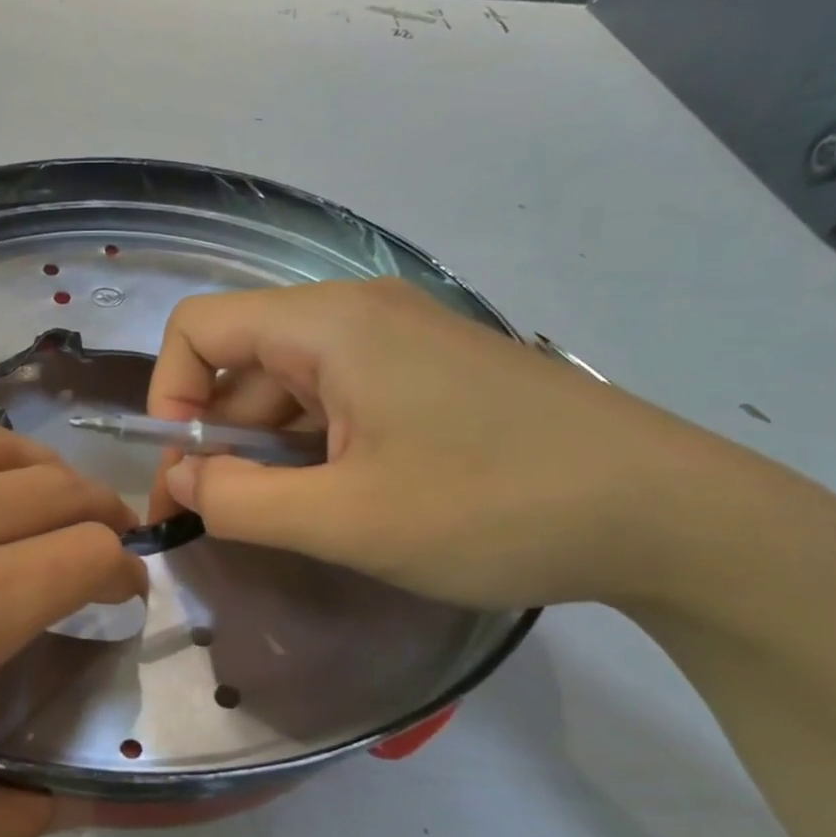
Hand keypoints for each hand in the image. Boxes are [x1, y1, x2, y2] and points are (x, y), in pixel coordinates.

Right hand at [147, 279, 737, 611]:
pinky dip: (315, 451)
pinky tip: (341, 502)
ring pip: (291, 389)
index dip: (170, 396)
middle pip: (243, 362)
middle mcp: (357, 315)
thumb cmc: (493, 507)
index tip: (186, 472)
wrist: (665, 514)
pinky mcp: (429, 377)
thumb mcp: (346, 518)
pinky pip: (339, 403)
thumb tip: (180, 481)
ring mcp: (399, 344)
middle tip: (224, 519)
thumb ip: (239, 501)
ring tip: (294, 521)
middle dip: (218, 439)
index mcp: (328, 324)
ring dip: (269, 452)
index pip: (198, 327)